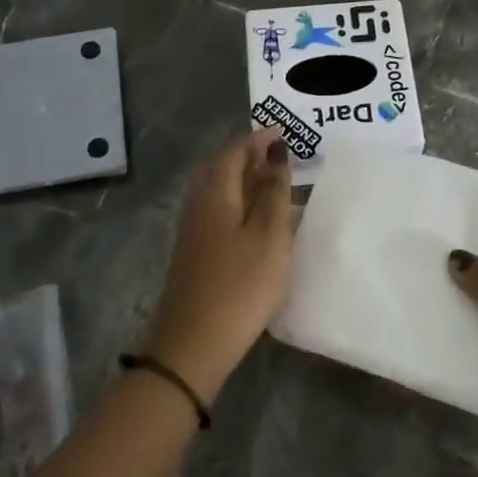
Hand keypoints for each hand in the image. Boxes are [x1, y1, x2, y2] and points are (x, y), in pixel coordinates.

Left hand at [145, 130, 294, 404]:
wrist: (192, 345)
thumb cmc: (239, 286)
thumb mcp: (269, 236)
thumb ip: (274, 192)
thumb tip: (275, 152)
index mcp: (215, 193)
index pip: (234, 150)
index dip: (258, 138)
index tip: (285, 131)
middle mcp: (198, 203)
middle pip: (221, 166)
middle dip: (249, 154)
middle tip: (279, 153)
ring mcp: (193, 230)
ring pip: (218, 189)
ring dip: (243, 178)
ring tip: (272, 181)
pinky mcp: (195, 252)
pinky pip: (218, 209)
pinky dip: (238, 200)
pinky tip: (256, 218)